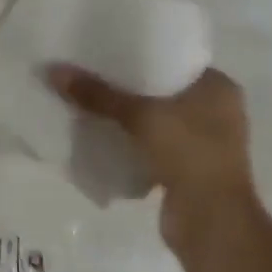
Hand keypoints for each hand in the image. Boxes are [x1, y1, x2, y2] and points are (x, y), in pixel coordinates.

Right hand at [47, 63, 260, 257]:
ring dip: (129, 118)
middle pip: (162, 89)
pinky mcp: (189, 169)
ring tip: (90, 103)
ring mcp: (205, 143)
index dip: (140, 53)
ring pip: (157, 120)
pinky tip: (103, 136)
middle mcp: (217, 111)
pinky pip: (154, 146)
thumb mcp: (140, 116)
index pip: (174, 58)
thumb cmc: (188, 153)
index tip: (107, 50)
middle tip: (90, 74)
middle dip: (128, 87)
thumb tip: (54, 71)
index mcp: (218, 87)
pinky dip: (132, 143)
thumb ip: (97, 95)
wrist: (211, 221)